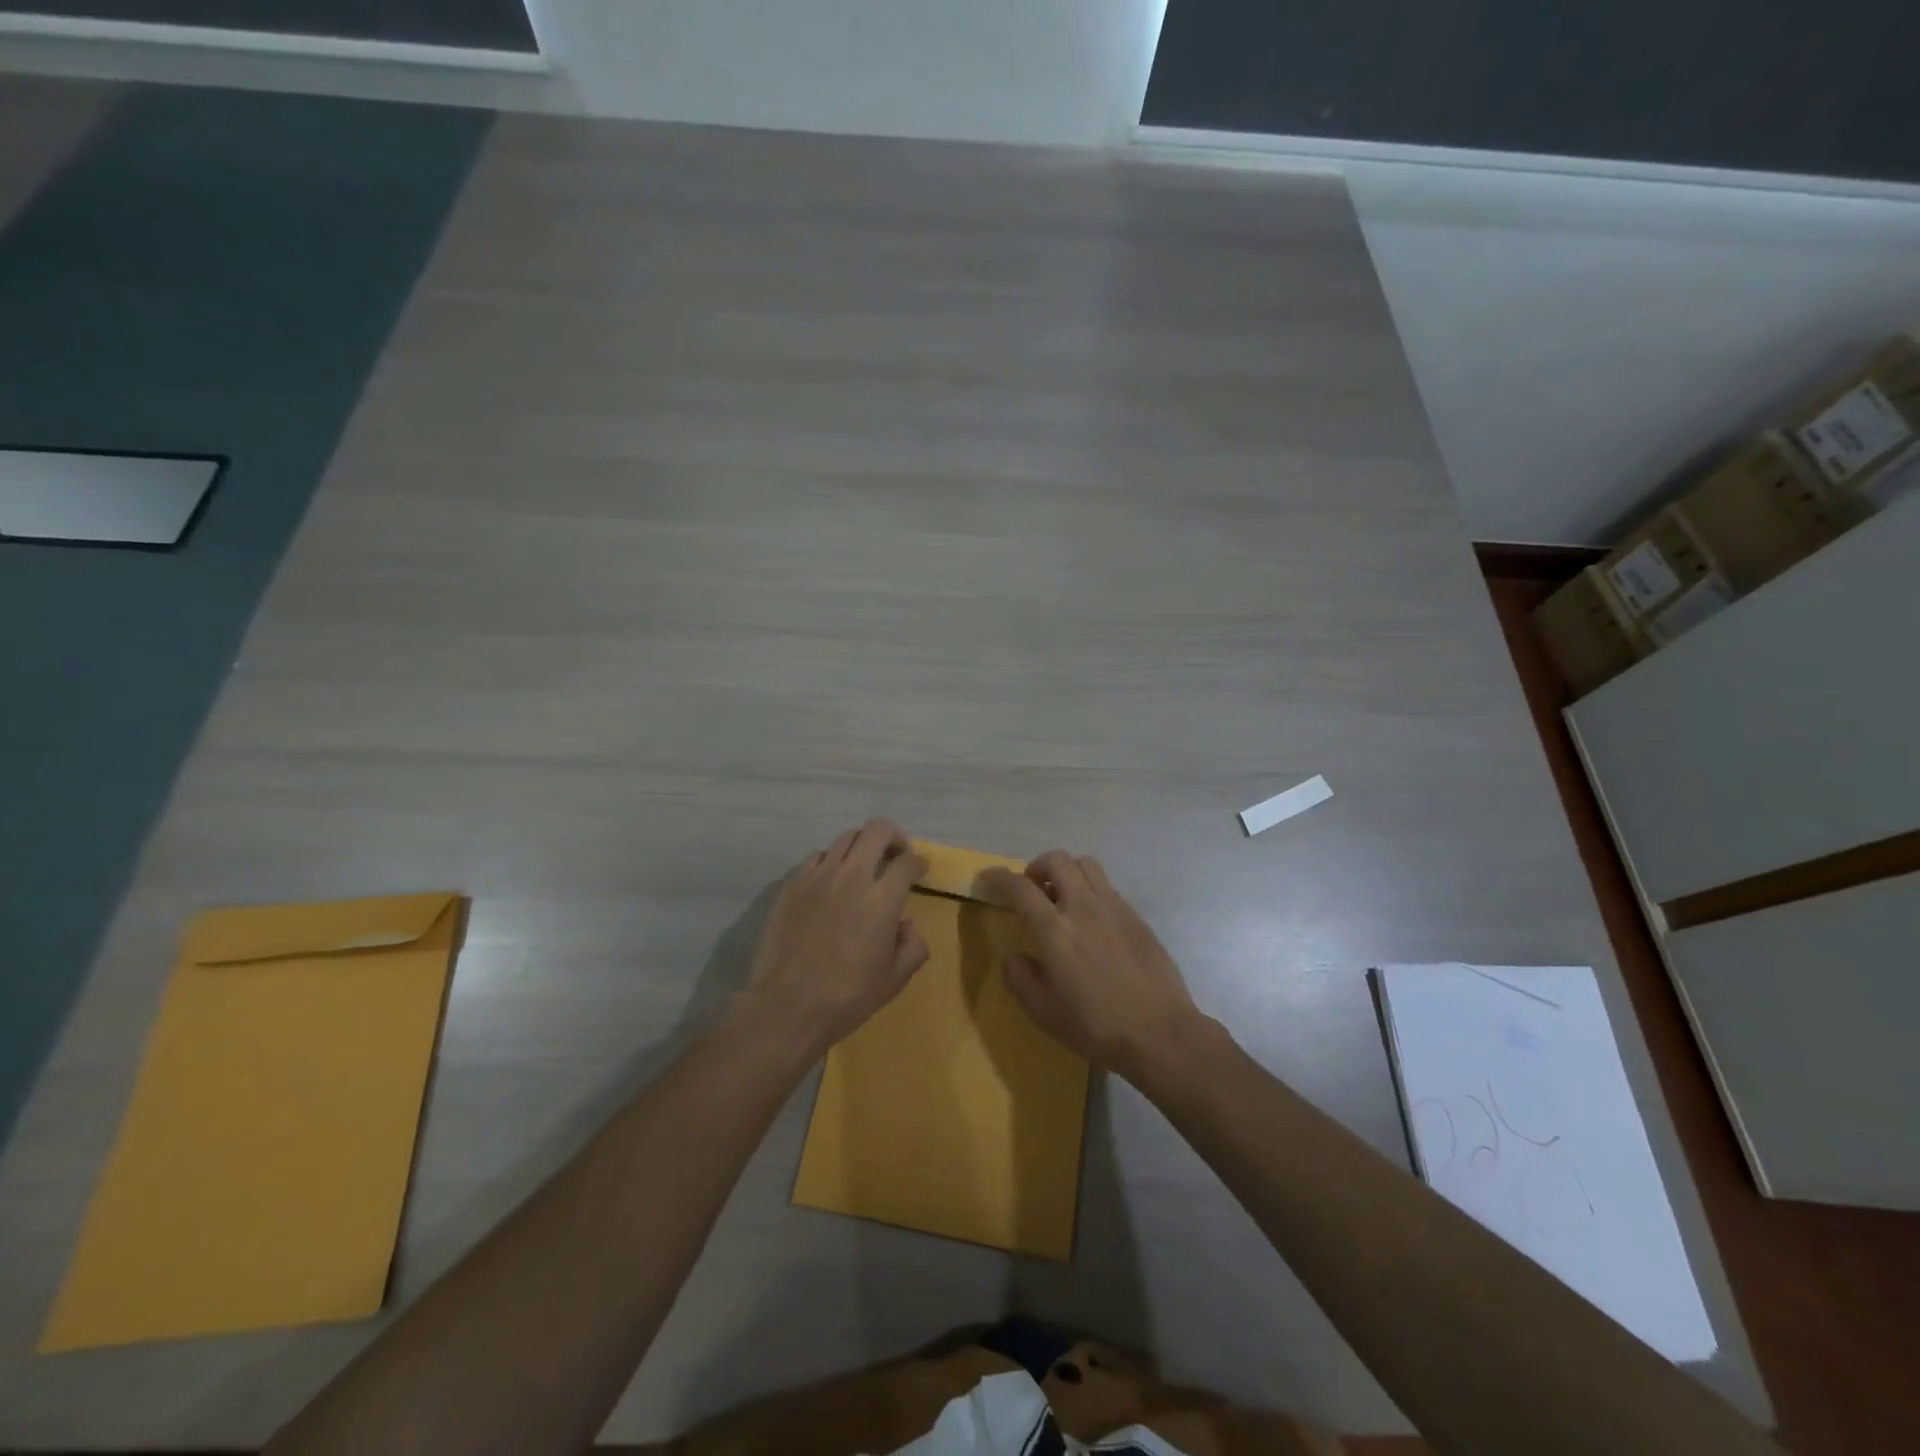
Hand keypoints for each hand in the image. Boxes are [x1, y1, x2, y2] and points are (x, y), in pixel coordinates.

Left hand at [741, 820, 928, 1056]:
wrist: (787, 1006)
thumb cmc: (847, 997)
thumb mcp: (895, 979)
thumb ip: (913, 946)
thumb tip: (905, 924)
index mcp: (882, 899)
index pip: (907, 861)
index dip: (918, 862)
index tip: (919, 869)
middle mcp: (852, 877)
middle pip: (877, 831)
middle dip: (893, 837)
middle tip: (895, 855)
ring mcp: (818, 876)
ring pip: (845, 838)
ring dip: (861, 847)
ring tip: (862, 867)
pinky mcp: (792, 884)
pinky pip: (816, 857)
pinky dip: (830, 861)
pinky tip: (830, 882)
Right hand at [980, 852, 1204, 1082]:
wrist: (1160, 1033)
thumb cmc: (1096, 1027)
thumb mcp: (1044, 1013)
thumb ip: (1020, 979)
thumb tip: (1013, 956)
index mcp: (1054, 930)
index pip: (1020, 887)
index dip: (998, 878)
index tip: (987, 879)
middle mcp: (1082, 907)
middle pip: (1056, 860)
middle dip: (1035, 868)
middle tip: (1030, 890)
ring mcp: (1113, 906)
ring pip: (1085, 864)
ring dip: (1065, 872)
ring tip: (1060, 897)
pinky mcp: (1135, 915)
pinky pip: (1106, 885)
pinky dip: (1089, 889)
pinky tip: (1090, 919)